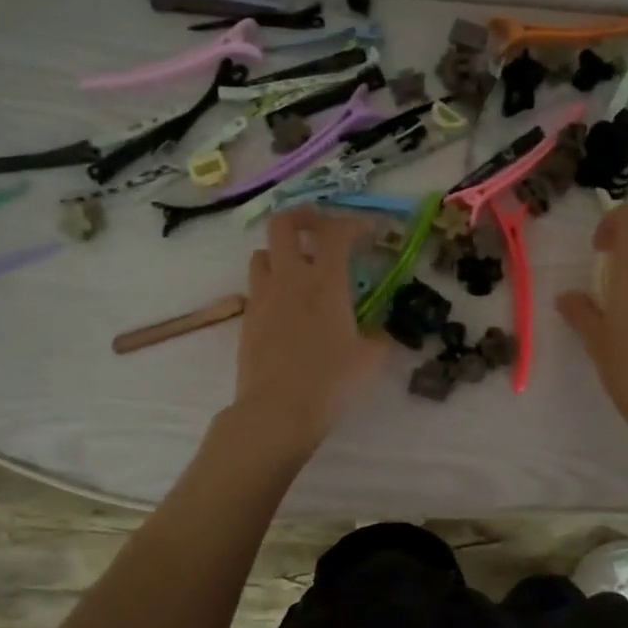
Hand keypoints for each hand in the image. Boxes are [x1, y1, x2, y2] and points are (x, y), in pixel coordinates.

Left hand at [225, 208, 386, 459]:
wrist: (276, 411)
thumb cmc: (330, 381)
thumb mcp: (369, 359)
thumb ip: (378, 336)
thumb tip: (379, 330)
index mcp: (325, 281)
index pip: (337, 232)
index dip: (355, 222)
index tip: (370, 229)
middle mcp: (290, 278)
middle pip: (284, 224)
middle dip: (303, 217)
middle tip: (320, 227)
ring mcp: (263, 296)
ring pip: (262, 253)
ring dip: (280, 252)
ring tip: (298, 268)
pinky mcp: (247, 318)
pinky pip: (256, 286)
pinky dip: (271, 284)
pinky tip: (286, 306)